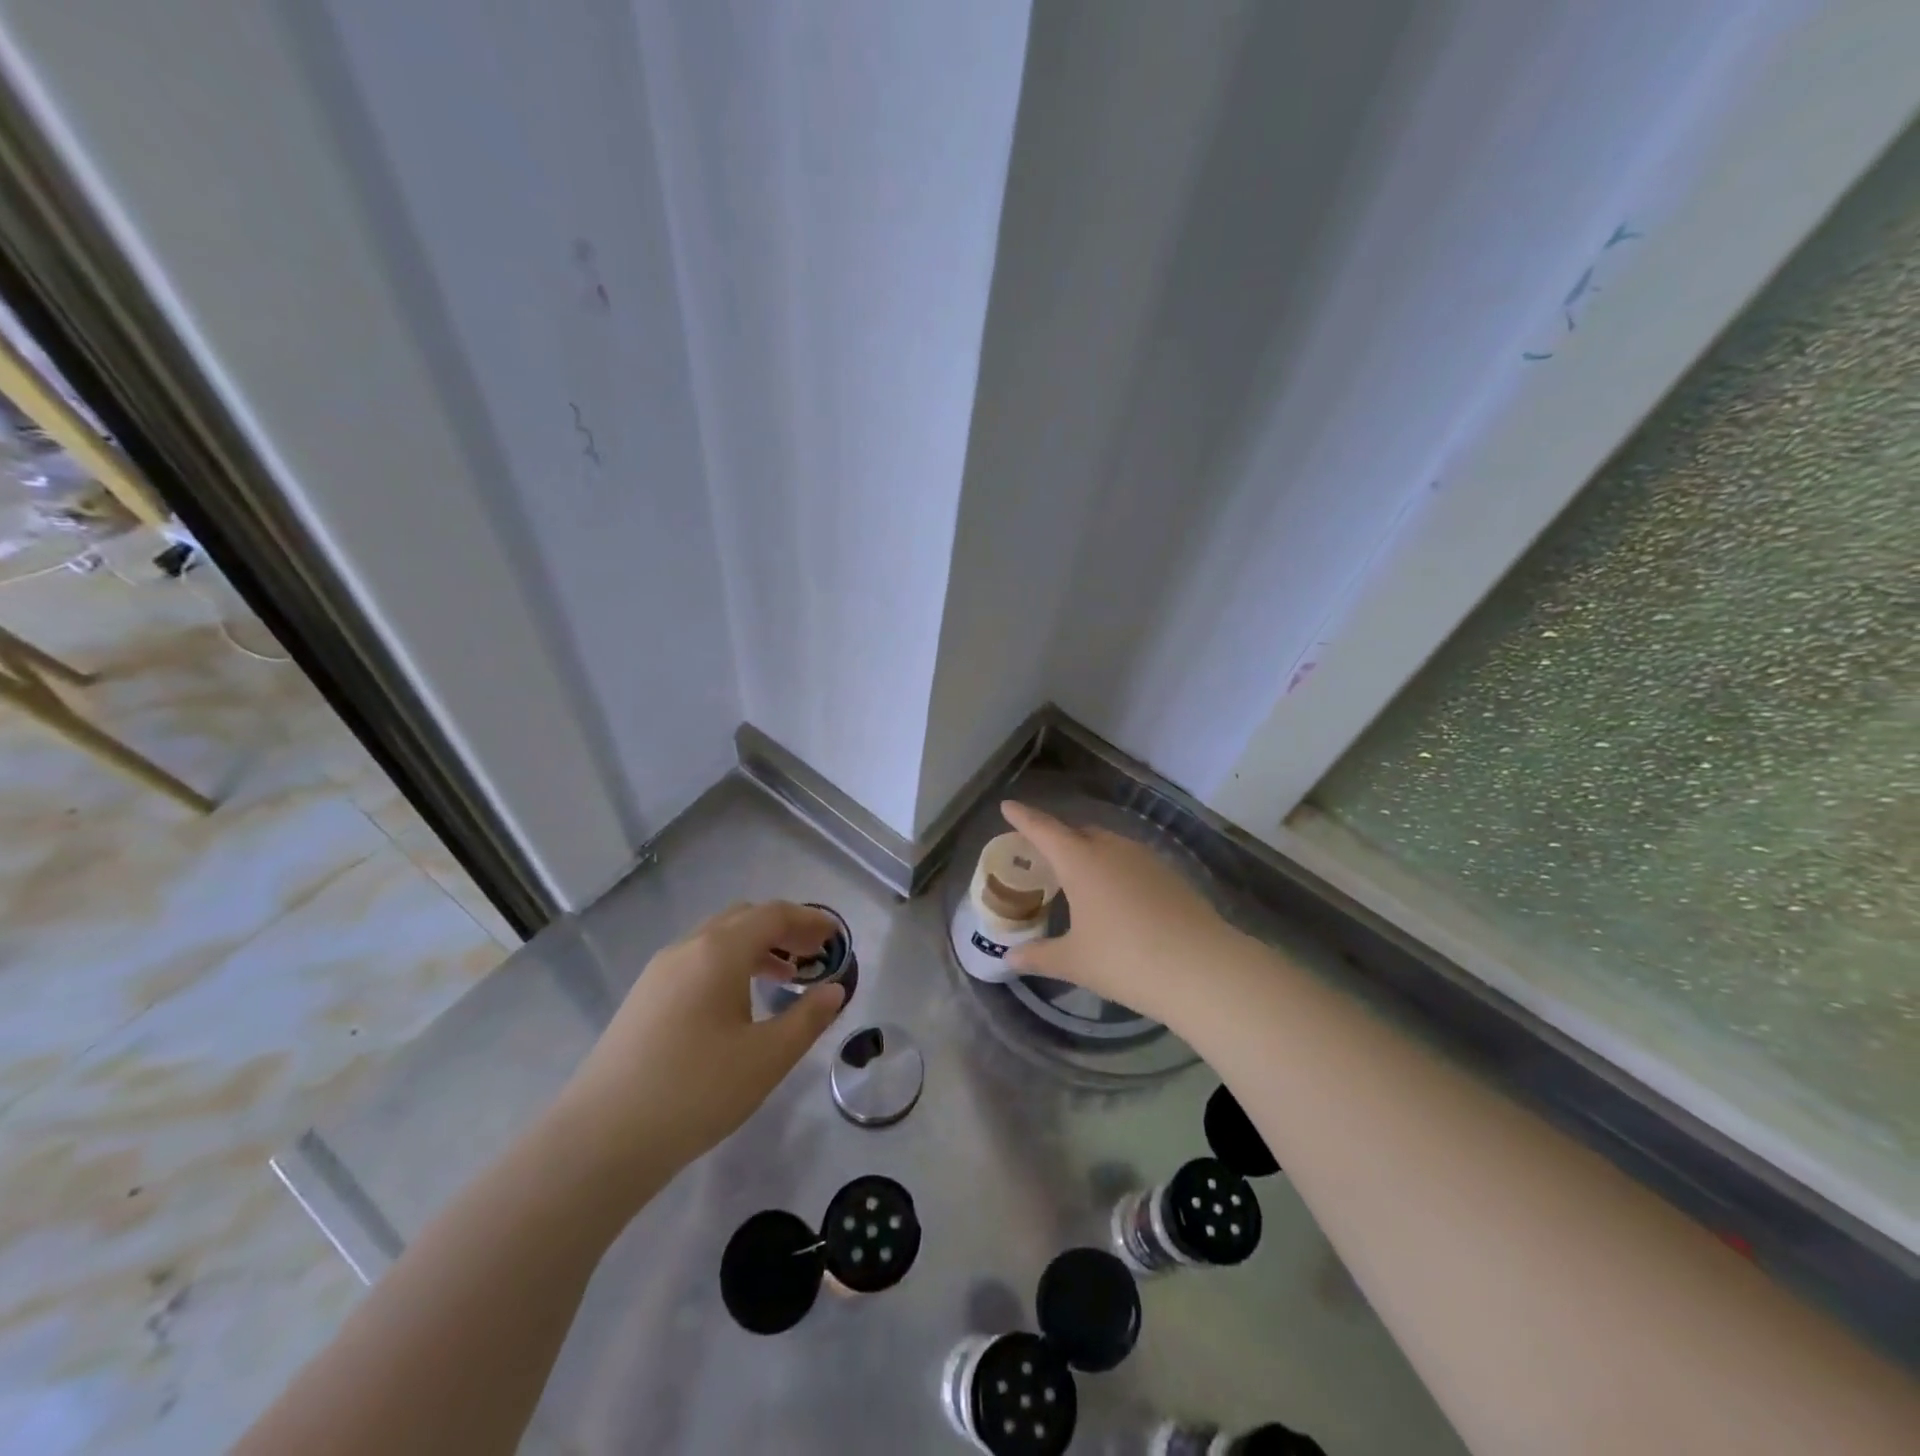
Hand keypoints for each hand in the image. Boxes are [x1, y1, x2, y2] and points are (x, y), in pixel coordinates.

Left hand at [554, 901, 845, 1195]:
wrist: (600, 1140)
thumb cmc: (695, 1092)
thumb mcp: (766, 1058)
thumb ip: (808, 1019)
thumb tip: (835, 990)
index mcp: (719, 951)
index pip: (773, 915)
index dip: (810, 921)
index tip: (837, 938)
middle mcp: (687, 948)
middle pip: (744, 918)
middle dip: (784, 929)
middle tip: (814, 955)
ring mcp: (659, 972)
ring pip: (717, 939)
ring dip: (757, 947)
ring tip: (786, 978)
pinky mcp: (643, 998)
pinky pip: (697, 961)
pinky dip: (730, 964)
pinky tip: (739, 1003)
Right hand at [999, 801, 1236, 1025]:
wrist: (1201, 968)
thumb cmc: (1125, 960)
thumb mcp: (1075, 961)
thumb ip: (1039, 956)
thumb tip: (1010, 958)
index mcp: (1080, 861)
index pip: (1044, 830)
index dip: (1023, 817)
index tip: (1008, 805)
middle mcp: (1112, 849)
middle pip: (1078, 832)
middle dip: (1057, 838)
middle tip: (1041, 853)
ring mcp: (1145, 859)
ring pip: (1108, 844)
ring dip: (1088, 851)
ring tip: (1077, 876)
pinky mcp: (1169, 874)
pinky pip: (1130, 860)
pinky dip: (1114, 868)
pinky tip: (1116, 895)